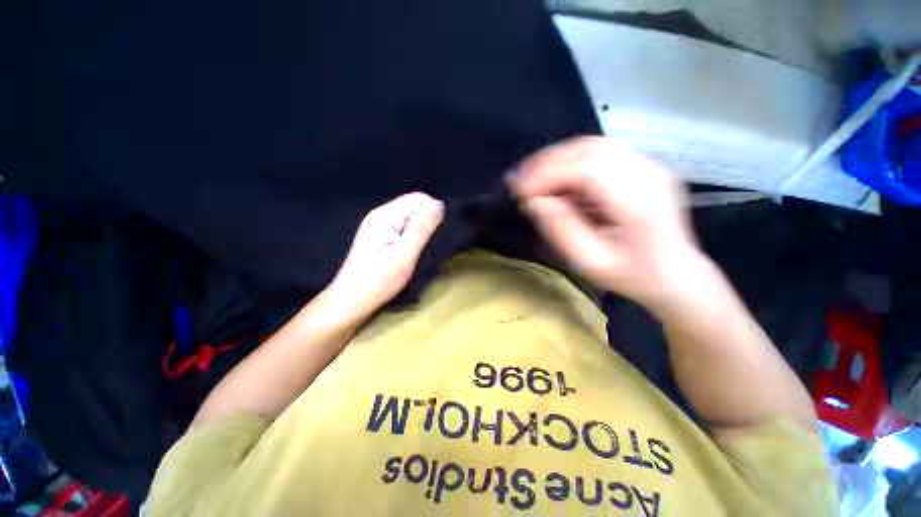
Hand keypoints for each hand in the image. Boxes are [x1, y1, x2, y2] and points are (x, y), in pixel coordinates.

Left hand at [328, 192, 443, 316]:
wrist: (351, 303)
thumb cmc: (378, 281)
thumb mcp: (404, 254)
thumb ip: (421, 228)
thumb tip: (439, 204)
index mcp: (385, 215)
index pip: (418, 199)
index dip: (432, 213)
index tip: (434, 236)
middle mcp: (381, 216)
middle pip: (414, 207)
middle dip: (426, 223)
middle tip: (427, 246)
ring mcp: (380, 227)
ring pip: (411, 219)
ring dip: (421, 232)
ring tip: (420, 251)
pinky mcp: (381, 238)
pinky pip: (404, 229)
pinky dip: (413, 238)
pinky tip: (412, 253)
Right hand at [507, 136, 706, 311]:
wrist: (675, 274)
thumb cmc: (631, 275)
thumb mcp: (588, 261)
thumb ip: (559, 228)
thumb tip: (532, 199)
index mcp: (639, 202)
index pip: (588, 167)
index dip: (547, 172)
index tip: (519, 189)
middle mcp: (648, 173)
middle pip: (589, 149)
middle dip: (546, 162)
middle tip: (519, 181)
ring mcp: (649, 165)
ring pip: (593, 145)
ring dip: (556, 159)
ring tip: (531, 178)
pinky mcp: (642, 165)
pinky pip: (599, 152)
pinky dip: (570, 161)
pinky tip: (555, 178)